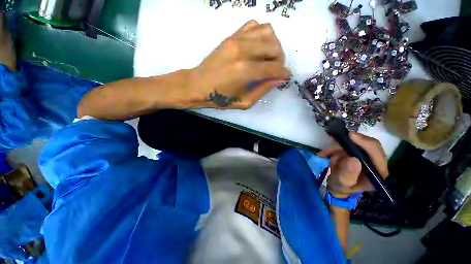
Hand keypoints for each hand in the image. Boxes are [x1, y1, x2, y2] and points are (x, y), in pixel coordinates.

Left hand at [189, 20, 288, 108]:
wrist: (198, 85)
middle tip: (275, 70)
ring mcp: (236, 39)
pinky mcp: (231, 35)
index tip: (286, 77)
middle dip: (280, 60)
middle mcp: (243, 51)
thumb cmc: (220, 98)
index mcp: (245, 71)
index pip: (274, 68)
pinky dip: (261, 34)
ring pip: (267, 32)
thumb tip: (278, 79)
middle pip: (274, 47)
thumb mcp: (244, 102)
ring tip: (268, 57)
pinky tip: (258, 46)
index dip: (283, 73)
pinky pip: (254, 25)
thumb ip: (263, 90)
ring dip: (273, 45)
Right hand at [318, 133, 388, 198]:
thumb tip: (353, 159)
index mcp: (378, 172)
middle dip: (351, 142)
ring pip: (356, 143)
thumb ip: (347, 174)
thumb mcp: (342, 183)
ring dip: (339, 146)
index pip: (377, 154)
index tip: (350, 136)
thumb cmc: (341, 187)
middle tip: (335, 138)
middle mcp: (375, 162)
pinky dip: (335, 147)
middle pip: (369, 145)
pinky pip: (346, 145)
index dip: (365, 143)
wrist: (337, 186)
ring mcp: (365, 156)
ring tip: (326, 154)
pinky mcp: (356, 152)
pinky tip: (326, 154)